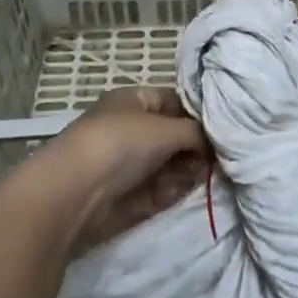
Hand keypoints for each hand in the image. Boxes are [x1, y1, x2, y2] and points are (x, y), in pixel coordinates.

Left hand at [47, 85, 210, 252]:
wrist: (73, 194)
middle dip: (196, 146)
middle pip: (173, 136)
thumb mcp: (165, 129)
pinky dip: (174, 190)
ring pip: (169, 164)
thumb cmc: (120, 144)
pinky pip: (159, 190)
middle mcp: (130, 129)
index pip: (174, 101)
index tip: (223, 127)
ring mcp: (127, 164)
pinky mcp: (127, 196)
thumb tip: (215, 141)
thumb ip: (196, 132)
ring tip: (205, 174)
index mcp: (133, 101)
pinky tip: (188, 189)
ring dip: (188, 169)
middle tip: (219, 156)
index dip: (198, 113)